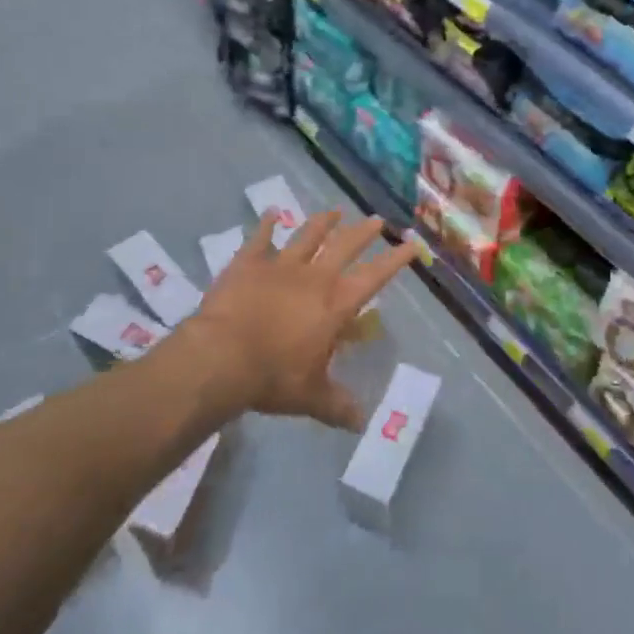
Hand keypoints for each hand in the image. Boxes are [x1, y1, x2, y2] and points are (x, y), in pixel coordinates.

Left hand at [195, 208, 420, 431]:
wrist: (221, 357)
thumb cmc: (273, 377)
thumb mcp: (311, 397)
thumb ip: (337, 405)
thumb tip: (361, 422)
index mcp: (335, 305)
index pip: (374, 277)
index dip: (395, 260)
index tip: (411, 244)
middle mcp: (314, 277)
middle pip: (344, 246)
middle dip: (363, 233)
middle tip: (377, 220)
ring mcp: (279, 266)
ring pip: (307, 235)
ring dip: (323, 222)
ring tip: (335, 211)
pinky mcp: (248, 263)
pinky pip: (260, 238)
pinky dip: (267, 225)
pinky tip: (272, 212)